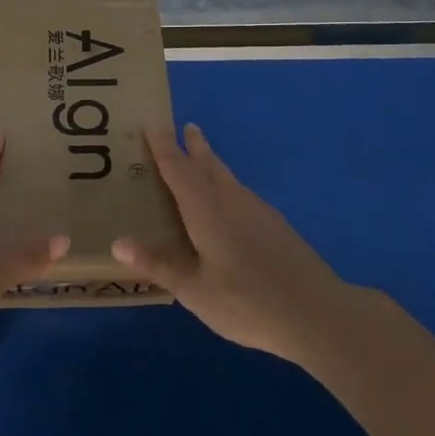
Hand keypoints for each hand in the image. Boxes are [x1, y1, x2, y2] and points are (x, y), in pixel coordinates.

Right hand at [113, 123, 348, 362]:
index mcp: (207, 210)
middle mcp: (232, 200)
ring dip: (212, 163)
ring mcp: (258, 211)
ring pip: (228, 177)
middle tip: (184, 128)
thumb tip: (117, 242)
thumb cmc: (247, 302)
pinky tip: (229, 204)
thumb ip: (159, 264)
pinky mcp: (276, 225)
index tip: (151, 121)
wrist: (317, 314)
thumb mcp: (195, 291)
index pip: (178, 168)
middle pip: (209, 164)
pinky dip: (226, 186)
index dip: (163, 145)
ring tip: (201, 158)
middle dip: (194, 145)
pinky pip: (241, 193)